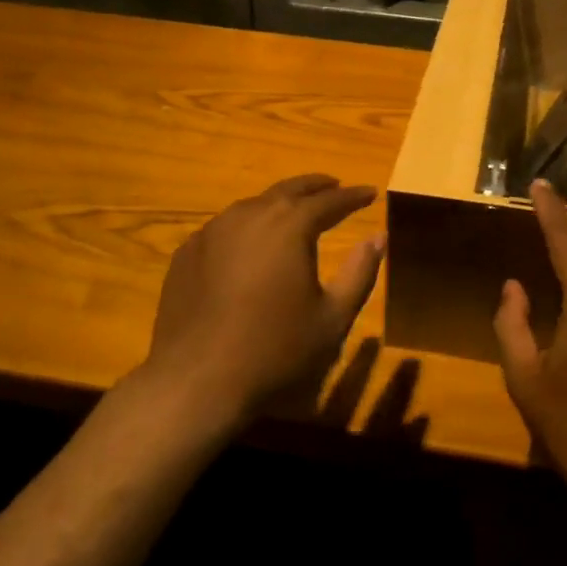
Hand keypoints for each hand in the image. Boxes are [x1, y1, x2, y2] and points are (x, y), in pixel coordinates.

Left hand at [141, 175, 383, 428]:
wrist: (196, 380)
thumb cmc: (275, 349)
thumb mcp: (333, 317)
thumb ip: (360, 272)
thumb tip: (378, 237)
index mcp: (290, 225)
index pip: (330, 200)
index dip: (353, 196)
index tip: (369, 192)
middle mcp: (251, 214)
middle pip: (289, 190)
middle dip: (315, 187)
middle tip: (335, 185)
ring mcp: (213, 230)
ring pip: (254, 204)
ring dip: (279, 203)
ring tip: (294, 210)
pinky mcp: (188, 251)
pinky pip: (225, 228)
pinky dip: (247, 227)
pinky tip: (251, 244)